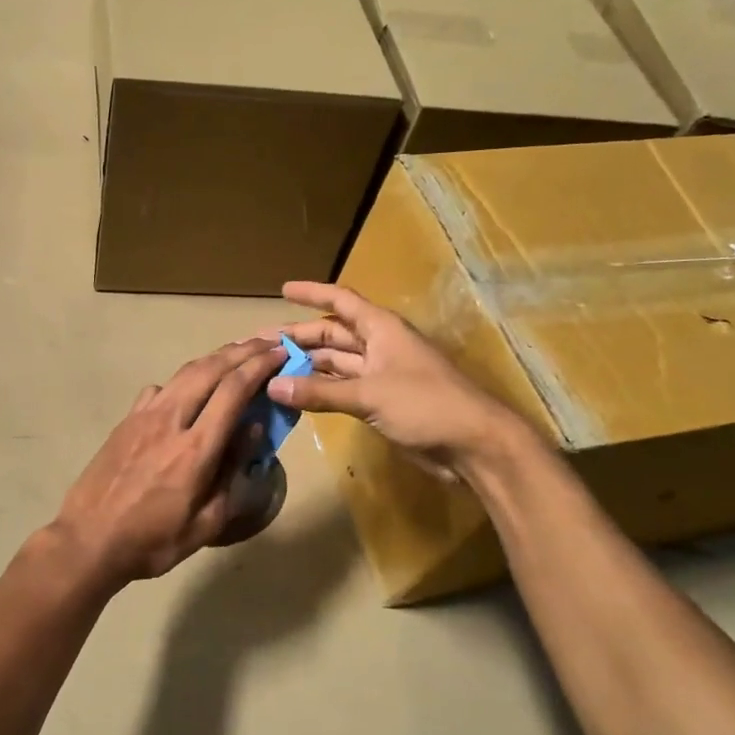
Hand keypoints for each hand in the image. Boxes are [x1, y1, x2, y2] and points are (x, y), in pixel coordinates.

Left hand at [51, 338, 285, 586]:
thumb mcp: (206, 523)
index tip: (281, 353)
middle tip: (267, 342)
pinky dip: (183, 378)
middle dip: (242, 351)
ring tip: (237, 352)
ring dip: (214, 358)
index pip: (233, 391)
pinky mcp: (126, 421)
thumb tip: (253, 429)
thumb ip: (233, 474)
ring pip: (184, 372)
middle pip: (210, 369)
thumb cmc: (153, 541)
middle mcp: (170, 421)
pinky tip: (189, 387)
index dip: (260, 366)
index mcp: (196, 449)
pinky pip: (160, 388)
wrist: (88, 540)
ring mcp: (143, 417)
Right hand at [270, 281, 520, 478]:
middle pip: (333, 334)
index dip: (312, 293)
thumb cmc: (426, 404)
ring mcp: (381, 375)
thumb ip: (319, 392)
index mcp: (381, 329)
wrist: (472, 444)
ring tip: (270, 371)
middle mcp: (379, 346)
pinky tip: (295, 396)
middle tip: (262, 344)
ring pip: (336, 363)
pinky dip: (320, 390)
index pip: (340, 301)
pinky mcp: (382, 402)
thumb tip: (272, 386)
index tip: (282, 290)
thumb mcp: (369, 394)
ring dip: (307, 366)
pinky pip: (342, 388)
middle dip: (300, 337)